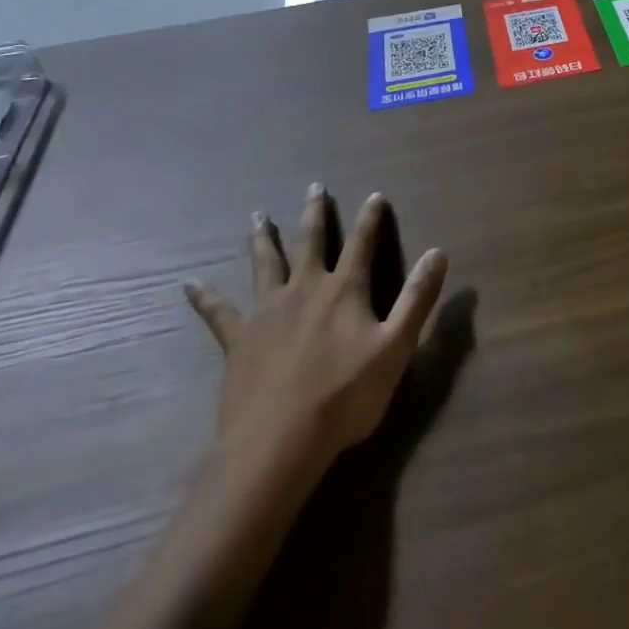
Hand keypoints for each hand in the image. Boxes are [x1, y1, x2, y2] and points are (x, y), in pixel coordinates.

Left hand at [184, 187, 447, 476]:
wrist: (279, 441)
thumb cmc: (345, 396)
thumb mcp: (396, 347)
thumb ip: (418, 298)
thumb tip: (439, 252)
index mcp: (345, 291)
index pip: (362, 244)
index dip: (371, 219)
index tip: (375, 195)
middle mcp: (306, 289)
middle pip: (311, 243)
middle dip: (315, 214)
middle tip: (314, 186)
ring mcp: (268, 312)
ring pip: (266, 265)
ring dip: (264, 239)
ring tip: (258, 216)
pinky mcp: (239, 340)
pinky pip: (219, 313)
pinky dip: (205, 298)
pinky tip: (190, 285)